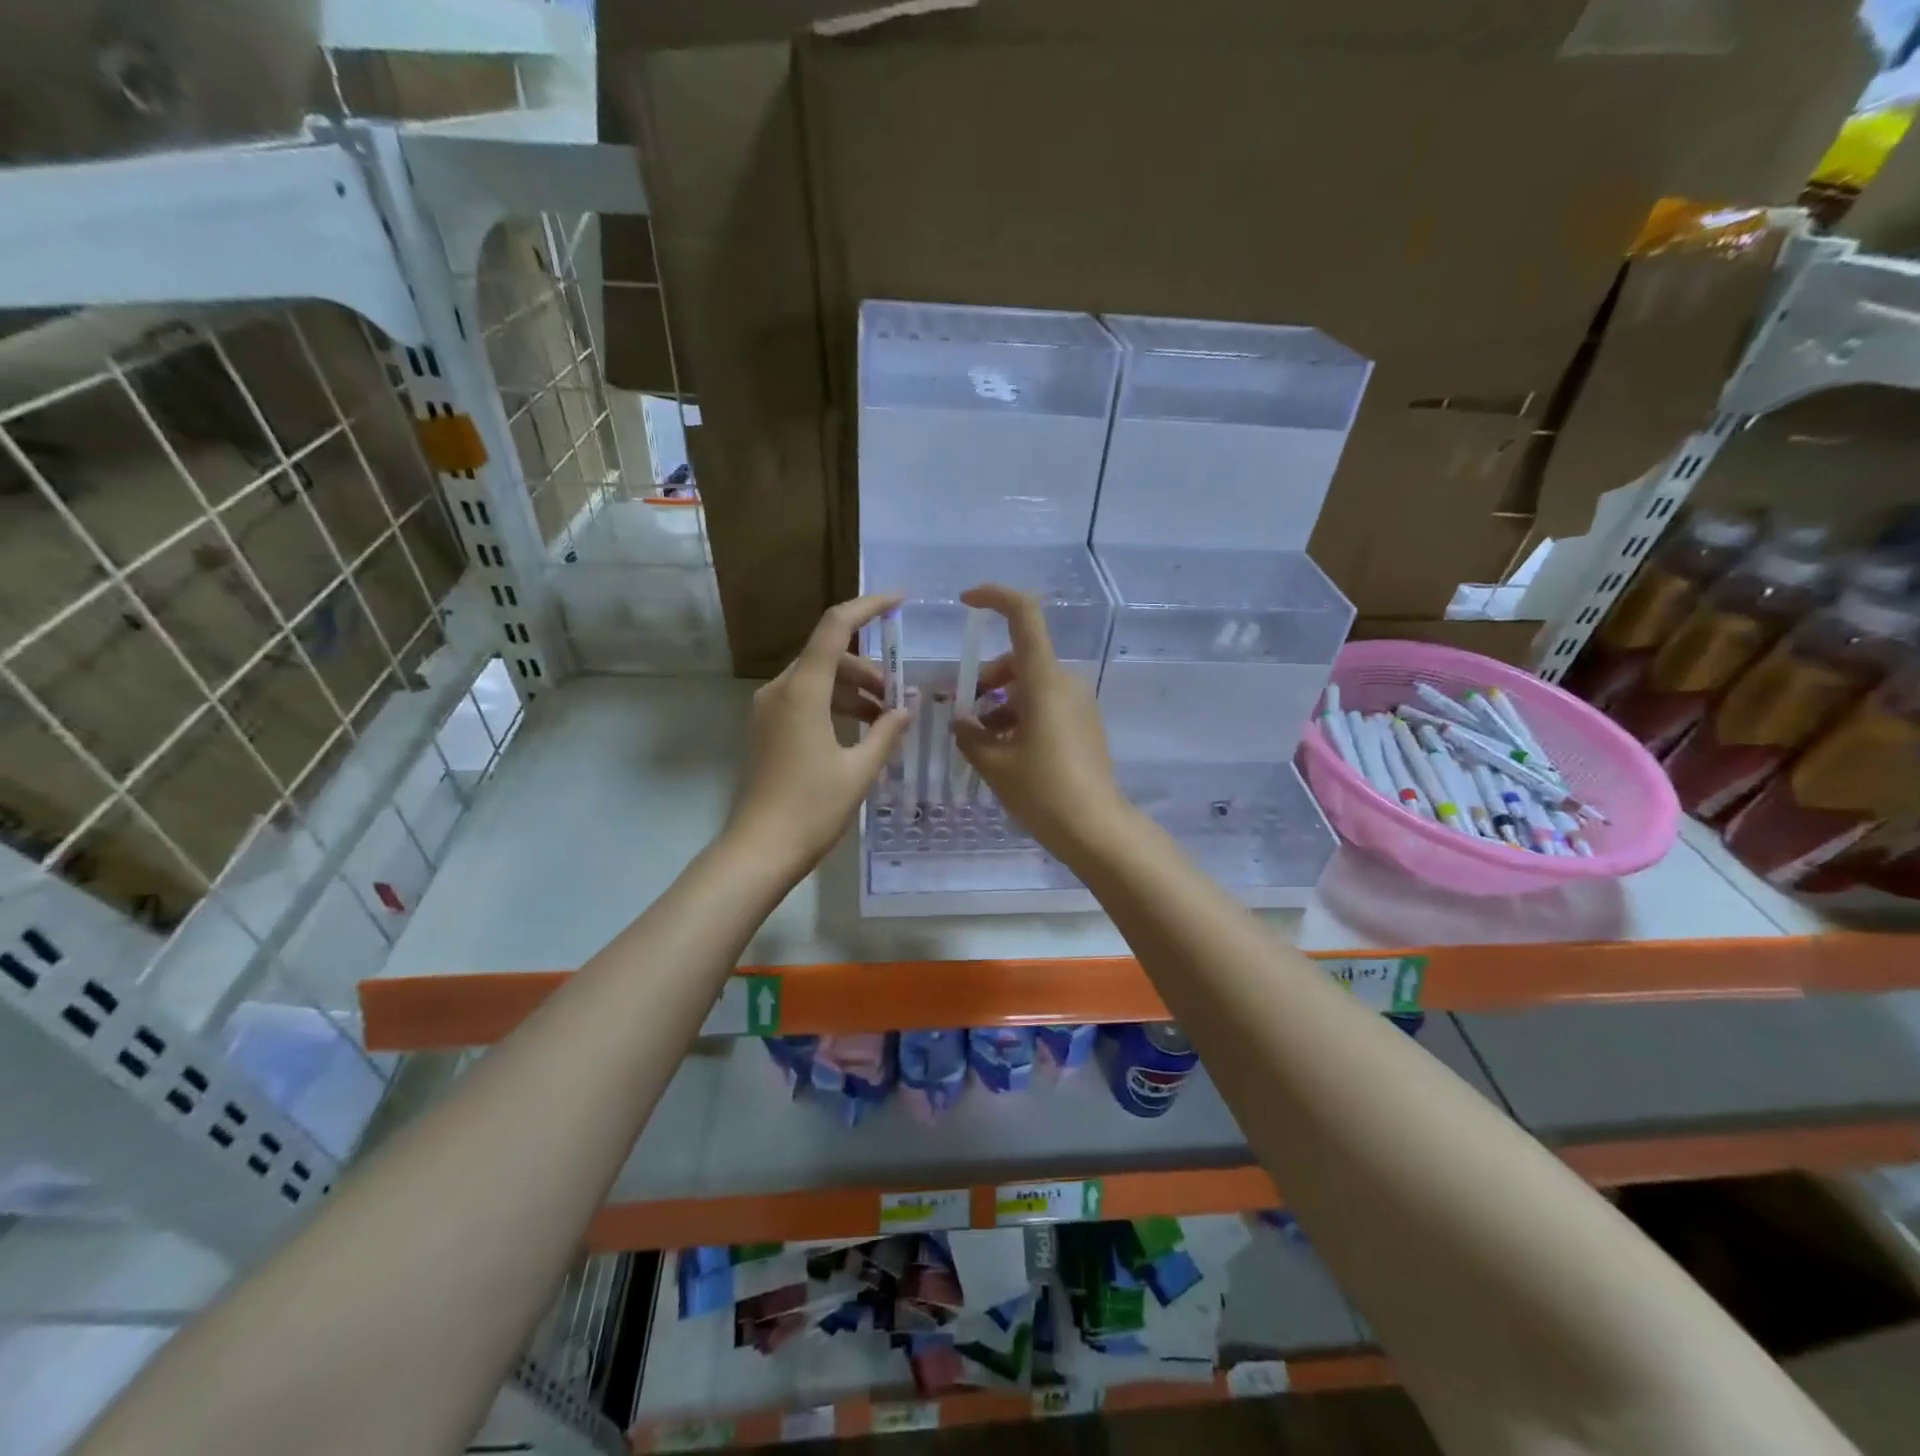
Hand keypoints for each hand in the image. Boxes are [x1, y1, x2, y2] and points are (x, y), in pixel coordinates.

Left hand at [727, 594, 913, 874]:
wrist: (759, 851)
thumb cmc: (812, 809)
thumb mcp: (860, 770)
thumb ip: (887, 731)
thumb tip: (906, 707)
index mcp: (802, 691)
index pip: (835, 628)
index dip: (868, 606)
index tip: (899, 600)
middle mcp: (780, 690)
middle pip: (828, 656)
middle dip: (868, 668)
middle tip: (899, 695)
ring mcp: (768, 710)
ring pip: (817, 679)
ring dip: (853, 689)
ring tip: (885, 717)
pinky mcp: (767, 729)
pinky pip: (805, 700)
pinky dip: (834, 705)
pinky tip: (860, 731)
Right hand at [951, 584, 1132, 861]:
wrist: (1096, 828)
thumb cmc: (1042, 791)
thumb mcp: (995, 764)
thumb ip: (971, 735)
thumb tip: (961, 720)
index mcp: (1043, 680)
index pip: (1024, 615)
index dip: (995, 597)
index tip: (967, 602)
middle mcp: (1064, 682)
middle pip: (1019, 658)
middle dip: (986, 678)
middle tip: (962, 712)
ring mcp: (1078, 704)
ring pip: (1030, 685)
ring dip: (1001, 702)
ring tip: (980, 740)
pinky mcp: (1084, 724)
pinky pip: (1046, 704)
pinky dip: (1020, 716)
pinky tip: (1004, 751)